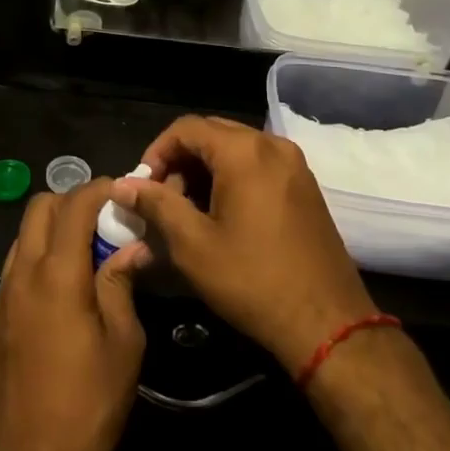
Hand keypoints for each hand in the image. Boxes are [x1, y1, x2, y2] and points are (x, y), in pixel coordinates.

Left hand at [0, 181, 149, 450]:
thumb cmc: (87, 406)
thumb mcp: (123, 345)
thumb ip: (122, 285)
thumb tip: (133, 247)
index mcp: (57, 274)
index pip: (74, 205)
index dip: (99, 189)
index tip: (123, 190)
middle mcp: (22, 274)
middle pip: (39, 208)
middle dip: (72, 200)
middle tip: (105, 218)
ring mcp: (3, 295)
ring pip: (23, 234)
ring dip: (53, 227)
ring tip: (88, 249)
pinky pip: (16, 264)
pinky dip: (40, 254)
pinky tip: (66, 285)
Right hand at [111, 116, 376, 374]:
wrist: (327, 322)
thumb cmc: (252, 281)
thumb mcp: (193, 244)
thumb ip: (156, 205)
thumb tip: (123, 186)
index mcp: (244, 152)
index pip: (186, 128)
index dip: (156, 152)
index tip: (142, 187)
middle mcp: (272, 145)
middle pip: (212, 133)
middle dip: (180, 161)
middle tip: (162, 200)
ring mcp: (293, 164)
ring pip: (235, 149)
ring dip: (204, 170)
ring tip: (187, 211)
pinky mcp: (305, 185)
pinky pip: (258, 164)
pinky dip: (232, 177)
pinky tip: (220, 215)